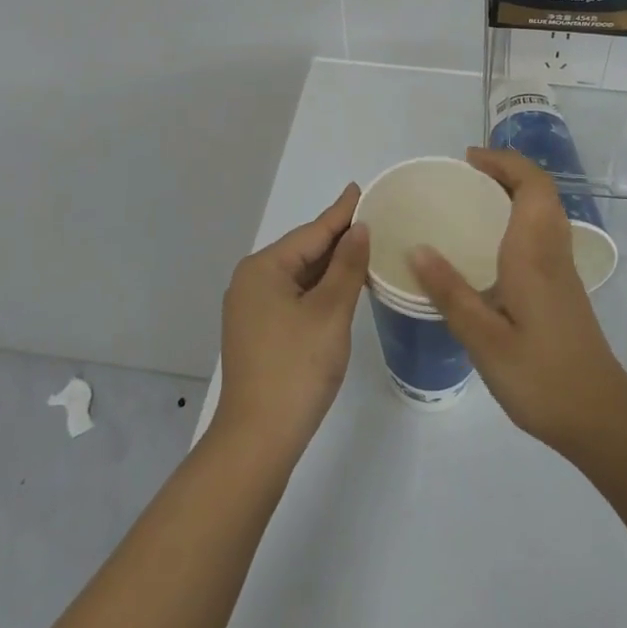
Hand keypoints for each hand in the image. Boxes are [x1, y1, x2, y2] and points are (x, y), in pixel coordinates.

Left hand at [211, 185, 369, 456]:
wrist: (258, 439)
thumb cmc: (296, 367)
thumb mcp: (329, 312)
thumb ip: (347, 266)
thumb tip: (358, 229)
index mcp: (264, 268)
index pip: (312, 232)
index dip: (341, 212)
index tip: (360, 188)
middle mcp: (252, 281)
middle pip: (304, 251)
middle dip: (338, 239)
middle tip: (374, 219)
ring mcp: (252, 308)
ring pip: (300, 276)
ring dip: (331, 266)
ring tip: (365, 247)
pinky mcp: (259, 331)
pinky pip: (295, 296)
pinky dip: (320, 289)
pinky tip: (343, 286)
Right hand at [410, 148, 626, 456]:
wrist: (599, 415)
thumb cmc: (540, 376)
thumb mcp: (485, 339)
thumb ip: (451, 292)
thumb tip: (417, 248)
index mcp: (534, 252)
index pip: (531, 185)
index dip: (503, 162)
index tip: (468, 159)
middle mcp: (552, 250)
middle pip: (540, 190)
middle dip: (506, 170)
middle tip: (466, 175)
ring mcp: (562, 268)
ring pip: (545, 209)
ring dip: (515, 191)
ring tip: (474, 198)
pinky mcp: (563, 286)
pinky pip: (543, 230)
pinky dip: (519, 216)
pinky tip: (492, 243)